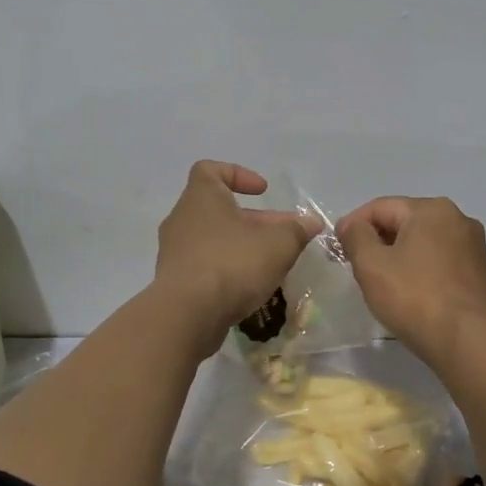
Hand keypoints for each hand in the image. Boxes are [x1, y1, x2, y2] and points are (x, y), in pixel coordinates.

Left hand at [154, 161, 319, 355]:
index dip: (238, 175)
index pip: (210, 170)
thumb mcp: (278, 244)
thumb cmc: (232, 264)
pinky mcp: (175, 282)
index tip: (263, 191)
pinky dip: (227, 270)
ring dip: (242, 246)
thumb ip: (297, 230)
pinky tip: (249, 286)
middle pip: (220, 210)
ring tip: (271, 263)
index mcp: (201, 198)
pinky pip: (205, 266)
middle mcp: (182, 219)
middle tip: (283, 236)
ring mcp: (174, 252)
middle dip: (254, 221)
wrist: (187, 315)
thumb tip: (311, 222)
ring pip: (213, 239)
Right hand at [336, 196, 485, 366]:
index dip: (352, 225)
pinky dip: (420, 269)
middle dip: (376, 240)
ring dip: (398, 255)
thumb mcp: (371, 265)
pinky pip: (440, 261)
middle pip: (404, 222)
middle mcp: (458, 218)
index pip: (380, 207)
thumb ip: (356, 236)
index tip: (335, 248)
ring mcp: (473, 245)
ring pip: (423, 242)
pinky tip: (409, 291)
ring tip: (380, 281)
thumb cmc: (414, 298)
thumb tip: (351, 225)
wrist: (466, 342)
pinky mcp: (480, 271)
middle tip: (354, 265)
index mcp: (431, 209)